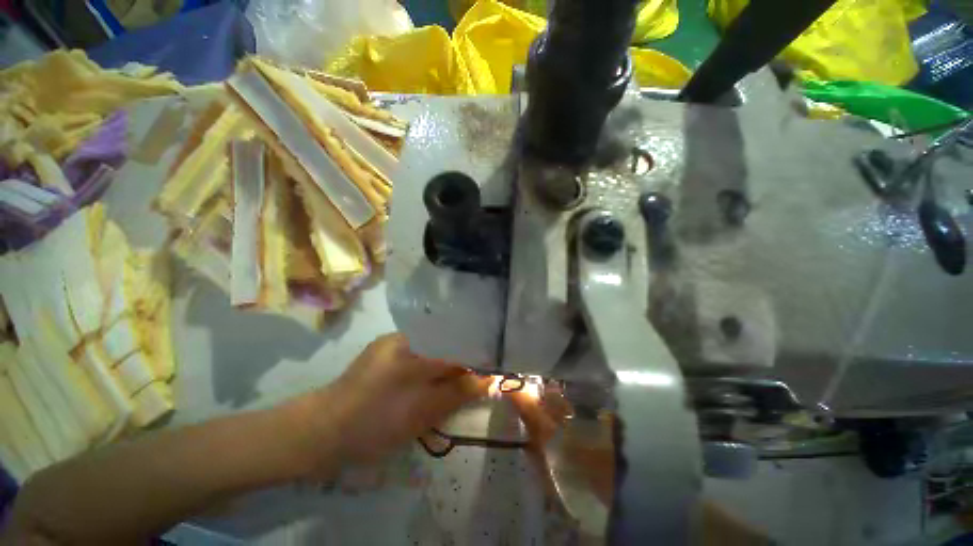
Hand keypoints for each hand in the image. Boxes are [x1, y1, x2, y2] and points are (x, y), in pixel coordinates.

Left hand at [310, 334, 488, 468]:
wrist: (318, 435)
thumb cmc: (373, 422)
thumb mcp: (422, 410)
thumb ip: (458, 392)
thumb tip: (490, 379)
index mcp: (411, 341)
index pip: (455, 341)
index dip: (475, 356)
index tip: (491, 371)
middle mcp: (403, 337)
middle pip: (444, 344)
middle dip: (462, 363)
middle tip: (477, 382)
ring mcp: (392, 347)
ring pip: (432, 352)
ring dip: (446, 368)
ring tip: (460, 385)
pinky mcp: (384, 358)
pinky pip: (418, 359)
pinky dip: (431, 372)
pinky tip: (436, 385)